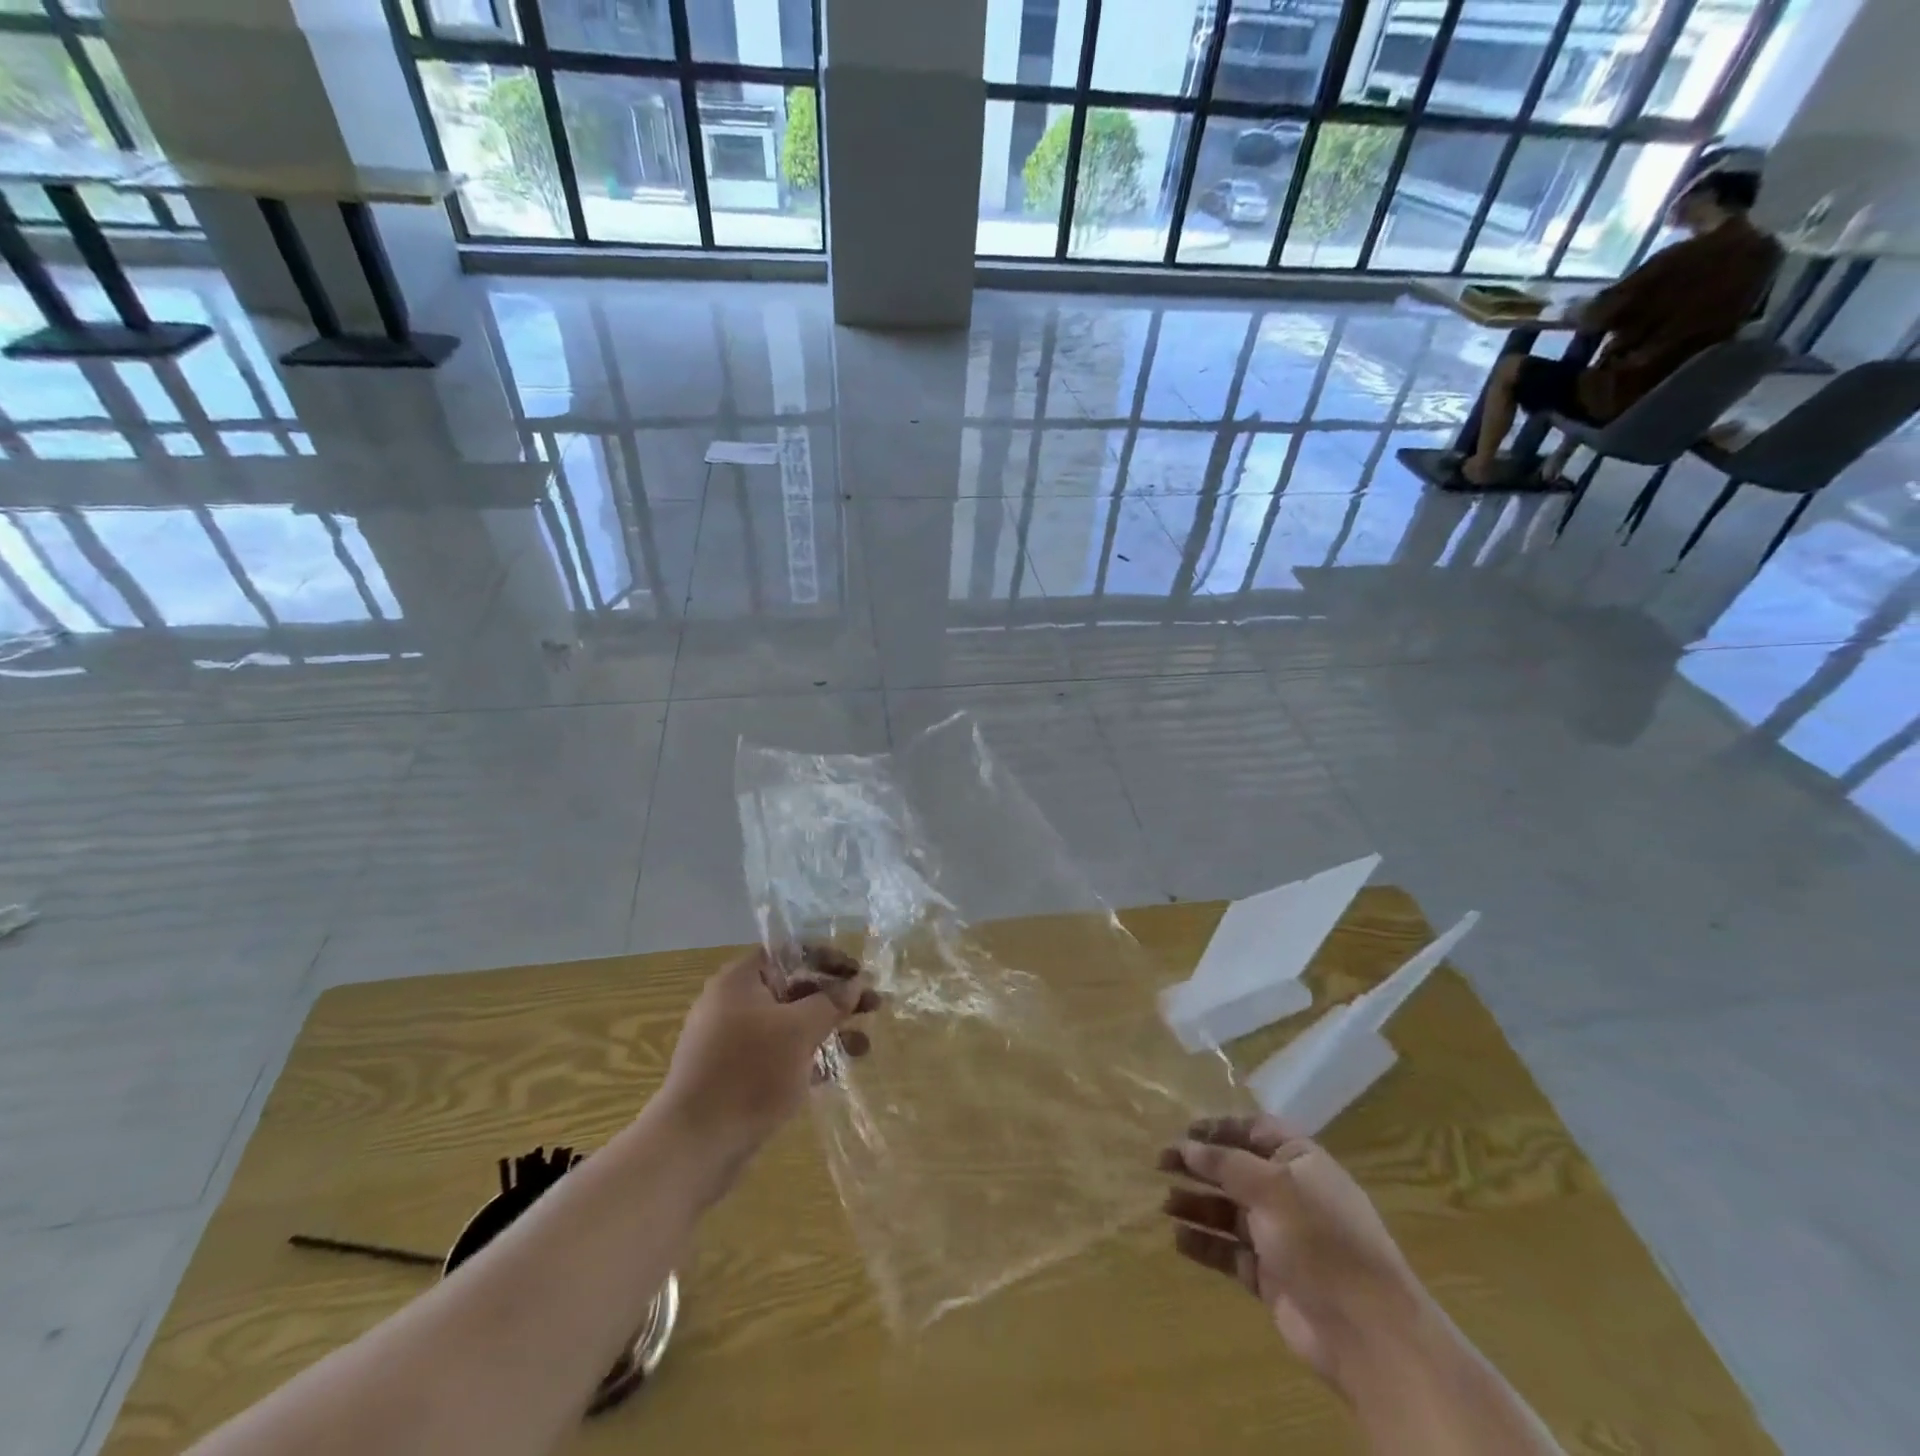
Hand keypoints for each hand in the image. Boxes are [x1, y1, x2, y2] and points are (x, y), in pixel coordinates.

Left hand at [660, 945, 878, 1149]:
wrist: (693, 1146)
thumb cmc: (749, 1072)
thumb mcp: (799, 1030)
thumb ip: (831, 1002)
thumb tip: (856, 983)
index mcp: (740, 980)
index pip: (790, 952)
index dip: (827, 958)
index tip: (858, 974)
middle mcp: (734, 1004)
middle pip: (794, 988)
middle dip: (835, 998)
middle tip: (874, 1007)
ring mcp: (733, 1042)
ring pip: (789, 1025)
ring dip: (827, 1030)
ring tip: (864, 1047)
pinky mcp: (737, 1076)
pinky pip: (779, 1055)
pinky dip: (807, 1058)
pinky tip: (836, 1072)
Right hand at [1160, 1116, 1425, 1398]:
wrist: (1366, 1332)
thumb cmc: (1320, 1238)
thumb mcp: (1270, 1186)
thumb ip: (1225, 1162)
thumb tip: (1186, 1145)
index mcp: (1300, 1161)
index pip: (1255, 1130)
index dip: (1219, 1128)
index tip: (1183, 1130)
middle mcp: (1291, 1194)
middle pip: (1237, 1170)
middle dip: (1200, 1166)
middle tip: (1160, 1163)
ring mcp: (1282, 1237)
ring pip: (1230, 1212)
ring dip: (1197, 1205)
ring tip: (1163, 1204)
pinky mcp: (1272, 1277)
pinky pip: (1230, 1252)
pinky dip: (1205, 1244)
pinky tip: (1177, 1239)